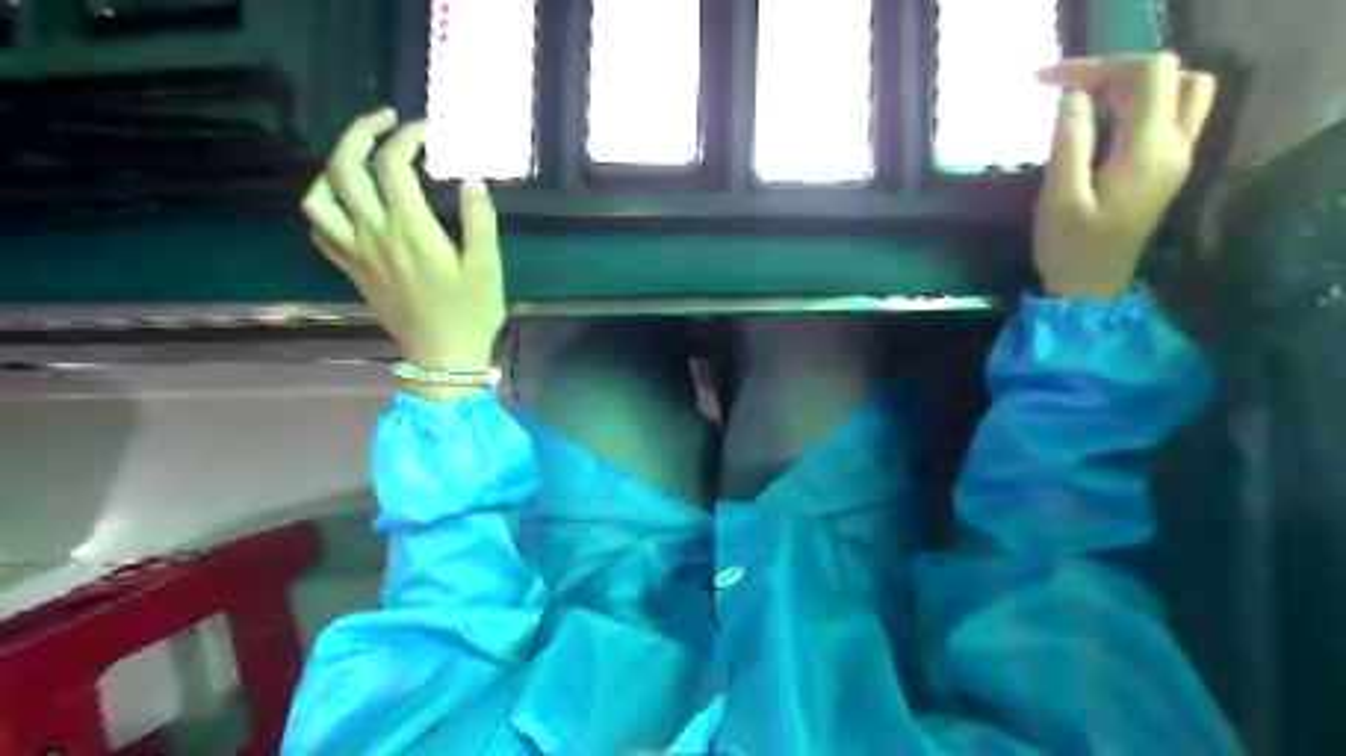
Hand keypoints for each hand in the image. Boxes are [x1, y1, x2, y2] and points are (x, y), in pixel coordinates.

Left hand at [297, 108, 504, 375]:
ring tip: (360, 161)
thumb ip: (480, 221)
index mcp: (410, 231)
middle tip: (387, 122)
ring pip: (319, 198)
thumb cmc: (471, 313)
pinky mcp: (353, 270)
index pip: (393, 166)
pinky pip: (320, 231)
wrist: (443, 357)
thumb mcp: (487, 268)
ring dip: (333, 168)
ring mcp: (357, 253)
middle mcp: (374, 235)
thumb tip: (472, 180)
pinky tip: (349, 203)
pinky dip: (326, 206)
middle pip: (345, 168)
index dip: (406, 137)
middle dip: (361, 133)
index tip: (428, 130)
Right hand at [1034, 46, 1222, 297]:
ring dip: (1135, 86)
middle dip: (1118, 71)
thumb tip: (1073, 95)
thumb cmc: (1070, 249)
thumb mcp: (1059, 197)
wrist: (1093, 291)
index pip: (1146, 75)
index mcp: (1149, 151)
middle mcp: (1176, 145)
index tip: (1049, 82)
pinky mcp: (1167, 168)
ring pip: (1180, 90)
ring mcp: (1177, 157)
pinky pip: (1171, 114)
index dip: (1099, 66)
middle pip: (1170, 75)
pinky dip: (1140, 103)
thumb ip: (1069, 141)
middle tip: (1071, 91)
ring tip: (1088, 101)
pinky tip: (1103, 120)